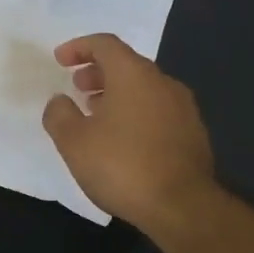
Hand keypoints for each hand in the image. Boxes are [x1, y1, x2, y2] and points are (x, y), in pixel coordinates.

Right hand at [41, 34, 219, 236]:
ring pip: (144, 88)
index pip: (104, 44)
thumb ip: (59, 114)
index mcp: (133, 74)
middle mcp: (162, 82)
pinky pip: (158, 110)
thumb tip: (59, 101)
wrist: (184, 208)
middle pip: (127, 64)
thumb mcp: (74, 141)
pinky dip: (136, 113)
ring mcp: (183, 108)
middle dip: (98, 71)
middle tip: (77, 87)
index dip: (79, 47)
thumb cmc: (122, 165)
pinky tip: (123, 140)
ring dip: (117, 94)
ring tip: (97, 115)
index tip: (60, 61)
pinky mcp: (194, 134)